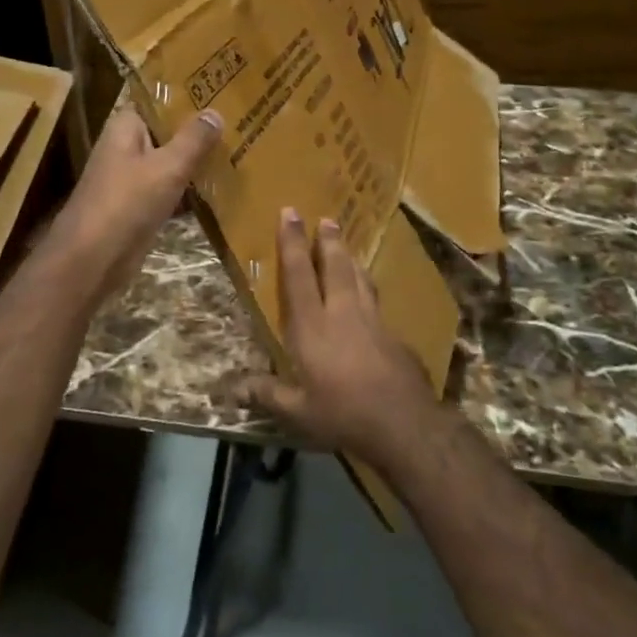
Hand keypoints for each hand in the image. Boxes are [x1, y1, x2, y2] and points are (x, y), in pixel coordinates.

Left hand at [51, 106, 222, 293]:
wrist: (92, 260)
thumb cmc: (127, 203)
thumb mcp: (168, 167)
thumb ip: (193, 139)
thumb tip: (215, 112)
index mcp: (126, 127)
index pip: (158, 101)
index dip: (187, 96)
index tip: (221, 92)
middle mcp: (127, 147)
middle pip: (167, 132)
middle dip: (199, 131)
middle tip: (241, 122)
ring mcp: (132, 179)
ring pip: (171, 163)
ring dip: (197, 162)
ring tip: (239, 151)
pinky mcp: (140, 207)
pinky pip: (170, 191)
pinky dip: (190, 191)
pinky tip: (221, 188)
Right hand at [245, 208, 442, 467]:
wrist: (404, 424)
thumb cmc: (343, 415)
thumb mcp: (297, 412)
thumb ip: (266, 394)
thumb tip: (232, 388)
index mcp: (312, 327)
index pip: (298, 275)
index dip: (292, 243)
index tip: (290, 213)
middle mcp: (342, 314)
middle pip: (334, 267)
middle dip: (328, 241)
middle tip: (326, 219)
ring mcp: (373, 322)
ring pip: (360, 279)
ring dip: (350, 259)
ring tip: (346, 246)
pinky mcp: (395, 336)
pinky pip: (377, 301)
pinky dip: (369, 288)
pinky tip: (370, 296)